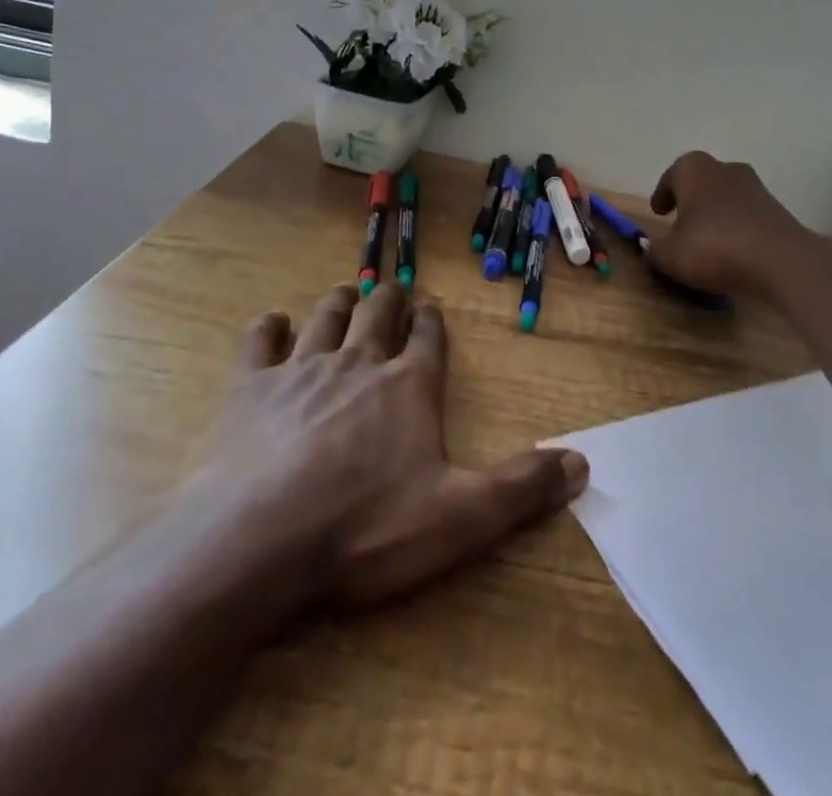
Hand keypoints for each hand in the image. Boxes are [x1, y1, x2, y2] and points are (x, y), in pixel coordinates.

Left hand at [208, 282, 587, 611]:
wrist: (260, 539)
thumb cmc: (366, 528)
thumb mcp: (461, 518)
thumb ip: (521, 488)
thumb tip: (582, 464)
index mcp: (408, 386)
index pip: (428, 338)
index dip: (432, 322)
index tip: (431, 310)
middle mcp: (358, 363)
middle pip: (378, 313)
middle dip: (388, 299)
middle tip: (391, 291)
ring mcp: (301, 369)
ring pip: (325, 317)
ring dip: (339, 302)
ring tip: (346, 292)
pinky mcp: (249, 387)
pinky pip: (258, 342)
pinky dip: (267, 328)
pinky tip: (271, 324)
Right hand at [648, 152, 810, 298]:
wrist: (781, 261)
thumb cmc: (714, 247)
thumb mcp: (670, 256)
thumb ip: (655, 250)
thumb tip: (649, 247)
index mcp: (693, 169)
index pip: (672, 175)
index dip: (662, 194)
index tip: (658, 212)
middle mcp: (725, 168)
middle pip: (701, 180)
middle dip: (691, 198)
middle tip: (680, 220)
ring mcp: (755, 186)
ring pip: (726, 195)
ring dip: (716, 212)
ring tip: (707, 237)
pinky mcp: (777, 209)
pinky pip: (747, 214)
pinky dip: (737, 226)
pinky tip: (733, 248)